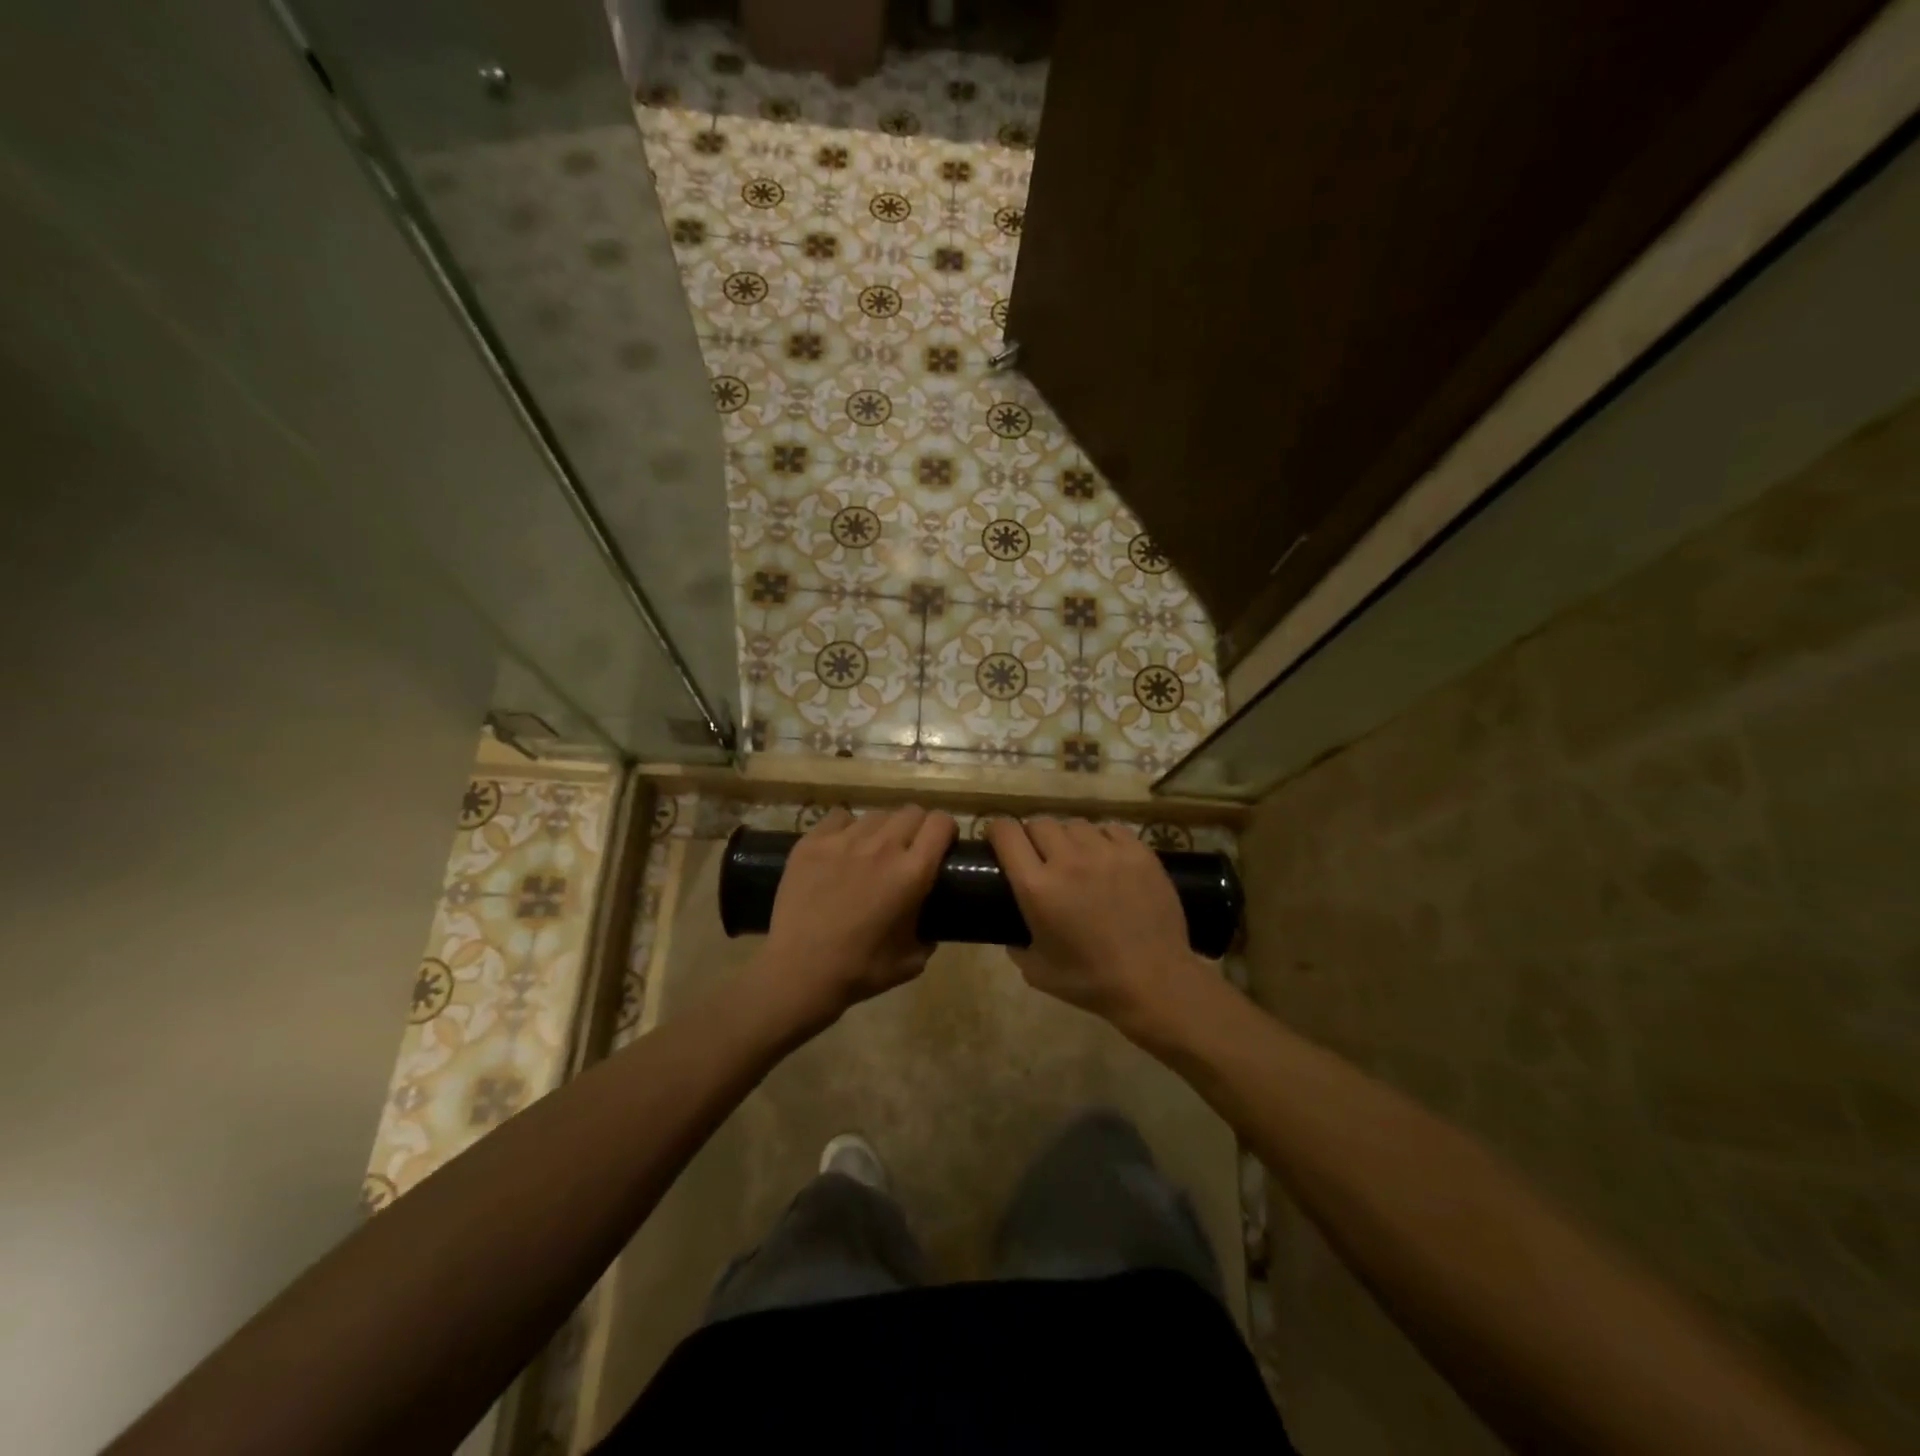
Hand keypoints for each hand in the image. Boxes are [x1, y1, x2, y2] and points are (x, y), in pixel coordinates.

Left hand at [758, 804, 955, 1030]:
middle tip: (909, 850)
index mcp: (912, 872)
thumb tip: (928, 928)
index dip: (946, 830)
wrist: (799, 972)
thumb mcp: (912, 960)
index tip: (942, 844)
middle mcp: (882, 846)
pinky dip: (846, 829)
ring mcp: (844, 840)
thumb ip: (927, 936)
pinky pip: (839, 817)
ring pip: (876, 814)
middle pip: (911, 812)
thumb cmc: (860, 970)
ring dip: (882, 829)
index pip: (940, 823)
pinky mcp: (812, 842)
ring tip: (872, 851)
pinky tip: (841, 848)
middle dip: (917, 827)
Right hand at [987, 817, 1208, 1034]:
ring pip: (1075, 824)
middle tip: (1040, 857)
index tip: (998, 840)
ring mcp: (1107, 852)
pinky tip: (1107, 859)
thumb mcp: (1036, 971)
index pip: (1006, 832)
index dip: (997, 831)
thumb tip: (1011, 931)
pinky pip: (1110, 829)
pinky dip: (1102, 840)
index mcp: (1037, 887)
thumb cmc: (1091, 981)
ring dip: (1069, 838)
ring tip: (1077, 859)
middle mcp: (1068, 860)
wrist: (1155, 982)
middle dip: (1033, 837)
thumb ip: (1016, 945)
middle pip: (1040, 823)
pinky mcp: (1139, 852)